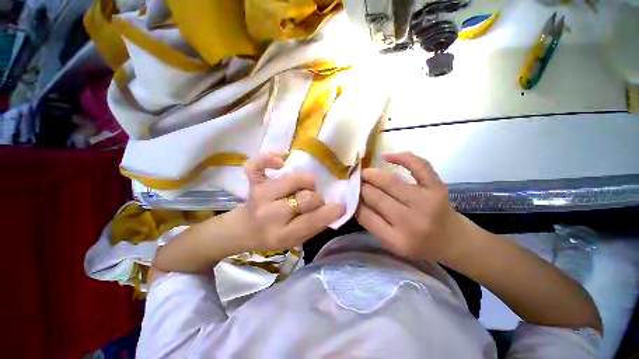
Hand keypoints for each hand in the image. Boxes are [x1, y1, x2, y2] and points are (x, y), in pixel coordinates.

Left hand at [238, 153, 344, 252]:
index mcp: (282, 234)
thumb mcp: (295, 240)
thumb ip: (315, 226)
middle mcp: (270, 214)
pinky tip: (281, 162)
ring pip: (294, 179)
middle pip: (306, 198)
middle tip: (314, 200)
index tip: (340, 205)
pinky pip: (258, 164)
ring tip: (305, 187)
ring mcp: (260, 195)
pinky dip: (269, 159)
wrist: (245, 230)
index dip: (330, 211)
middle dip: (316, 198)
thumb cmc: (272, 237)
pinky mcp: (254, 182)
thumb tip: (335, 208)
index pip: (313, 220)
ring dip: (306, 182)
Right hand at [355, 152, 467, 261]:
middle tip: (355, 182)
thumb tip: (354, 199)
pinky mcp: (438, 187)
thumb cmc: (419, 244)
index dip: (354, 202)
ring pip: (390, 181)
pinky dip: (402, 157)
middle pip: (375, 196)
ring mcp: (426, 202)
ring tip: (365, 173)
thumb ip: (372, 223)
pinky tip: (386, 157)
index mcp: (397, 240)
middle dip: (360, 187)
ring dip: (372, 174)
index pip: (365, 215)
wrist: (453, 240)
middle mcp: (411, 222)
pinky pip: (418, 166)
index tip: (349, 195)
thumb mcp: (391, 244)